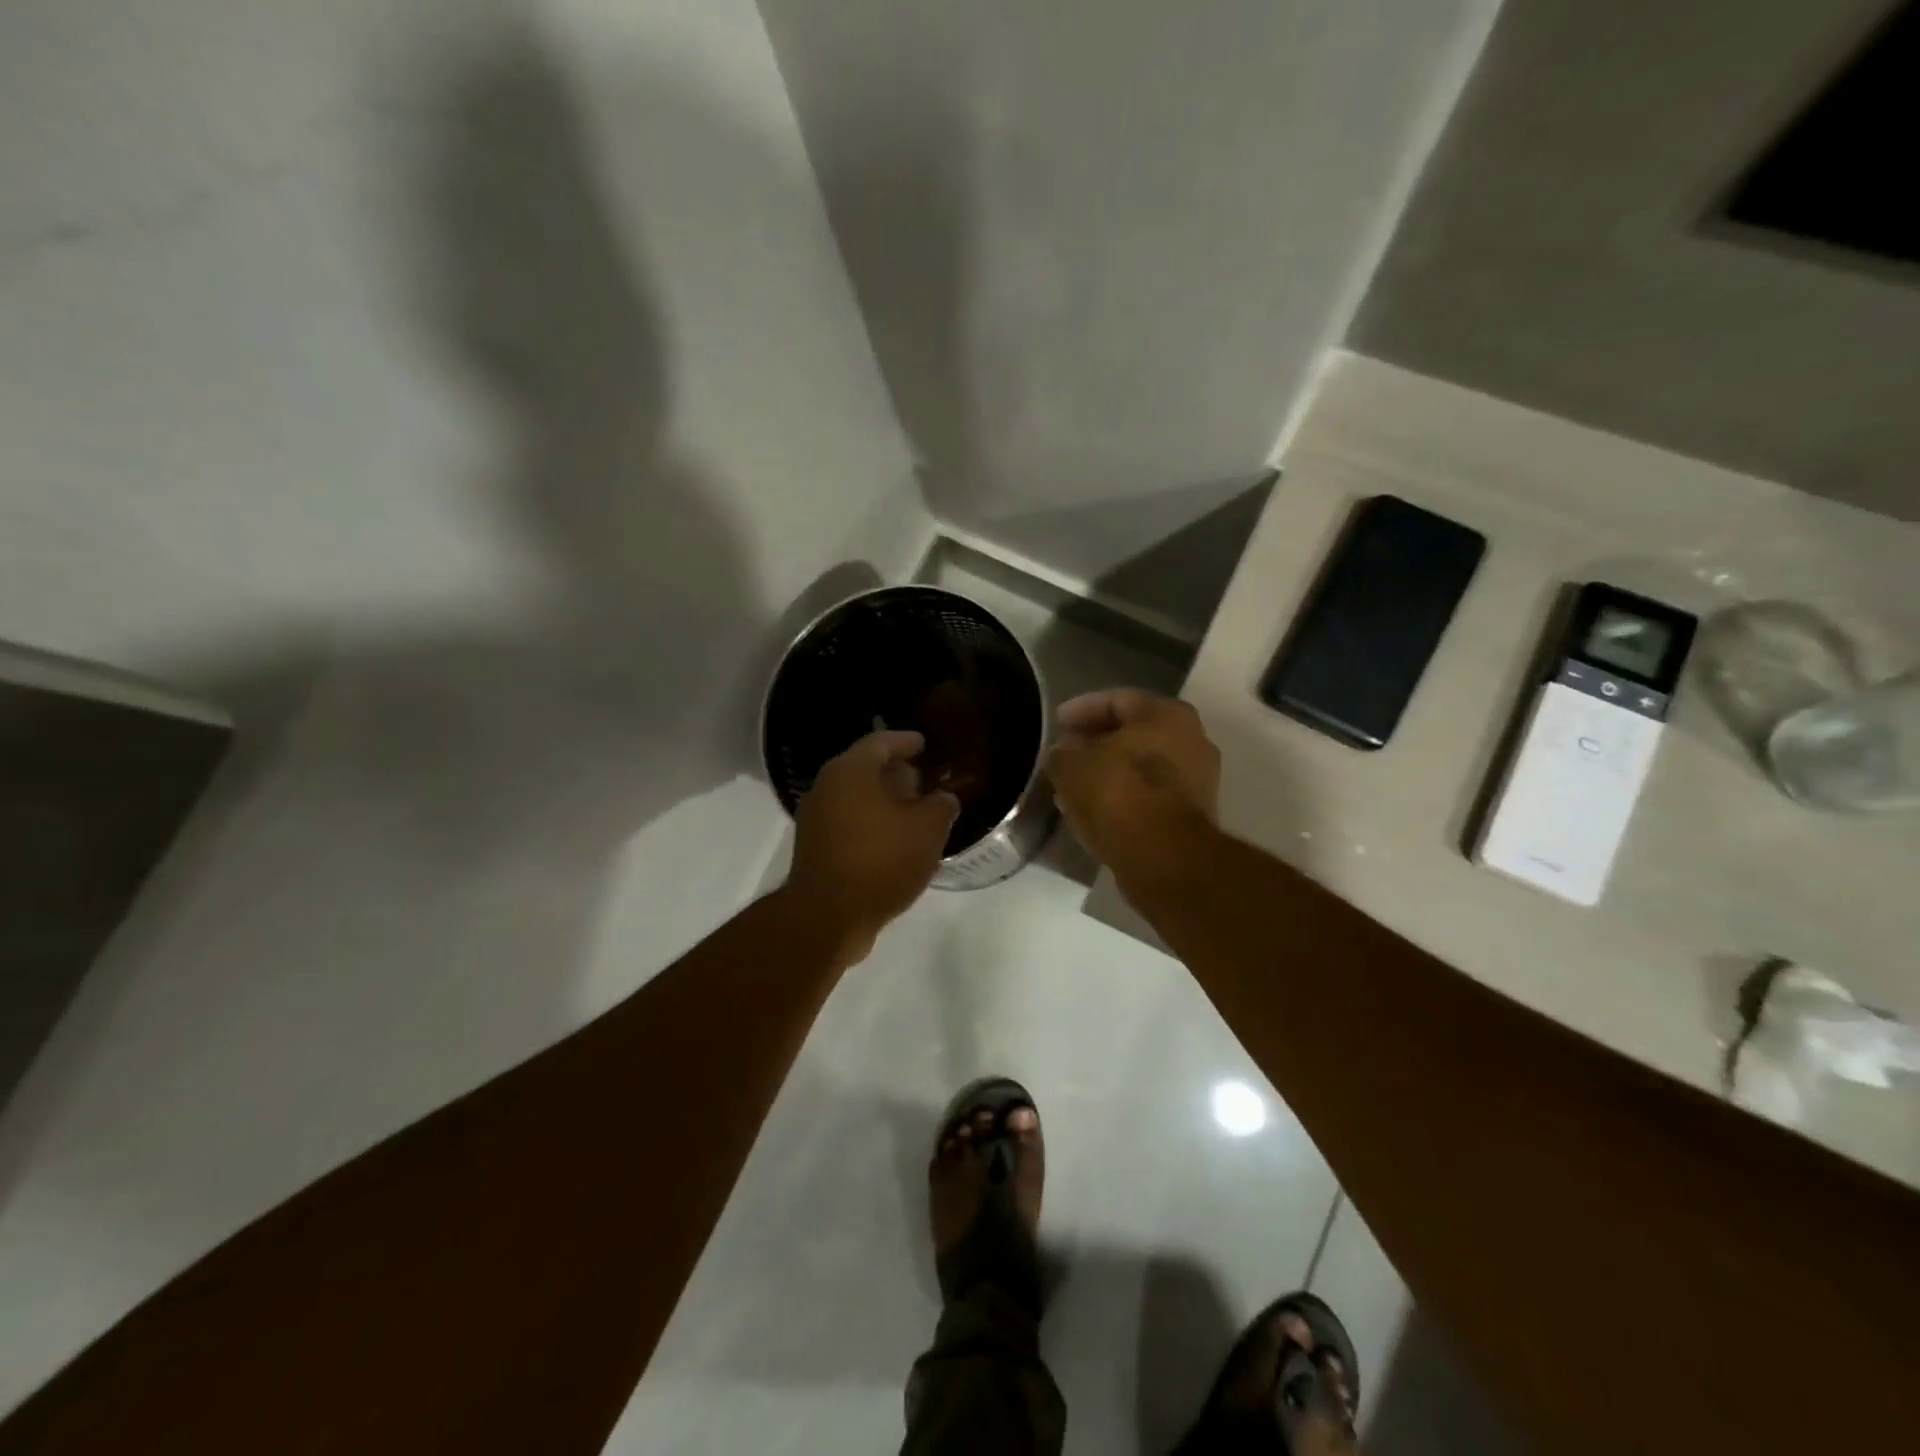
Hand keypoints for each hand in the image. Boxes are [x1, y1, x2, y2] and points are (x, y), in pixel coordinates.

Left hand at [786, 730, 959, 964]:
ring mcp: (816, 820)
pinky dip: (873, 826)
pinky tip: (897, 844)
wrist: (828, 918)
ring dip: (885, 803)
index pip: (881, 742)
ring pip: (856, 799)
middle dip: (897, 774)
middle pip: (865, 770)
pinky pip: (849, 825)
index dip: (907, 741)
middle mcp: (826, 788)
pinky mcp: (815, 849)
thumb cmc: (880, 860)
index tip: (926, 744)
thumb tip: (943, 799)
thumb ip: (941, 806)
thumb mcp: (927, 830)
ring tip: (917, 814)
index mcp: (850, 771)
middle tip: (925, 782)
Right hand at [1045, 689, 1219, 889]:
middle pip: (1135, 732)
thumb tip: (1064, 753)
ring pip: (1144, 764)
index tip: (1056, 723)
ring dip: (1111, 770)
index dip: (1081, 709)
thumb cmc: (1118, 794)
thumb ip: (1063, 752)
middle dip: (1098, 741)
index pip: (1116, 699)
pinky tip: (1099, 807)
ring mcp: (1199, 778)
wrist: (1164, 857)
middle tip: (1067, 751)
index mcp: (1166, 713)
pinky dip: (1126, 795)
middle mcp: (1192, 738)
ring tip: (1078, 782)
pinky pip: (1152, 794)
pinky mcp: (1194, 813)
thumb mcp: (1071, 766)